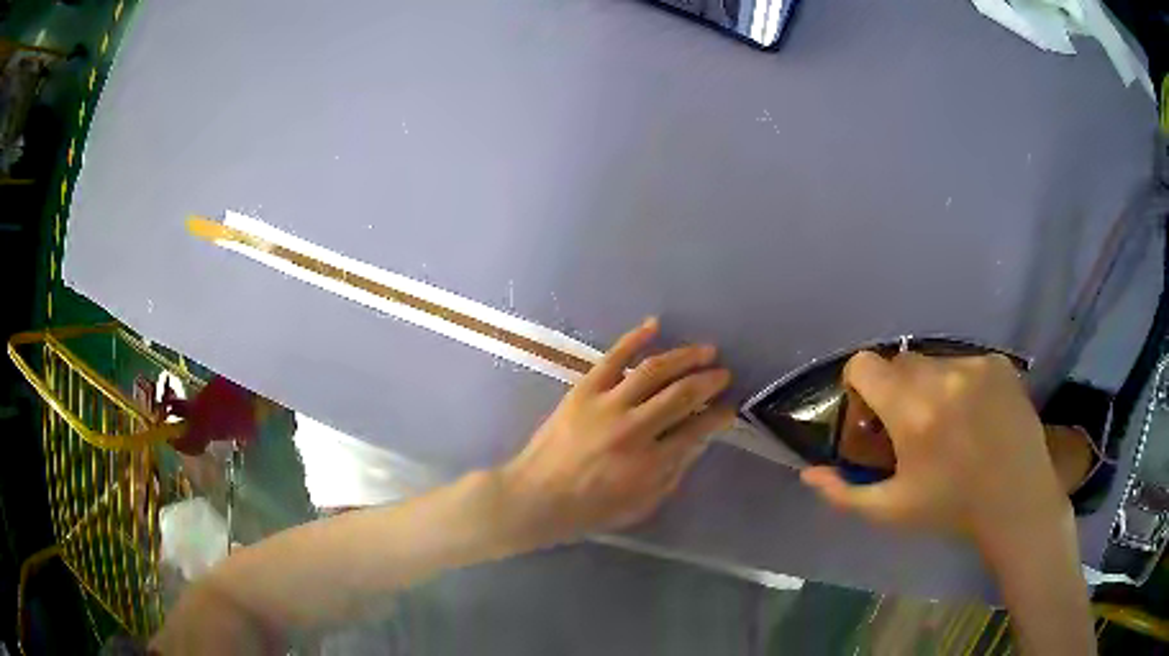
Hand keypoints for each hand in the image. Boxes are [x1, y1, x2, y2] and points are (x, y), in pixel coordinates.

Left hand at [501, 317, 733, 546]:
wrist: (536, 496)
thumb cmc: (590, 509)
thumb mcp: (641, 505)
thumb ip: (672, 474)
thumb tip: (696, 443)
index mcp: (649, 463)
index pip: (697, 430)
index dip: (719, 416)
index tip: (730, 408)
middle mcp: (633, 429)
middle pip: (682, 395)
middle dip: (709, 382)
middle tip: (724, 374)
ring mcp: (607, 405)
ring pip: (654, 370)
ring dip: (685, 356)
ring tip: (706, 350)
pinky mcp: (583, 390)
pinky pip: (613, 357)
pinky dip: (634, 338)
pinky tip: (654, 326)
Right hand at [800, 351, 1070, 549]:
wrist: (1016, 501)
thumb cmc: (951, 508)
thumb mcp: (892, 510)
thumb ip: (844, 493)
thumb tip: (809, 474)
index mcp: (911, 412)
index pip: (865, 364)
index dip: (860, 385)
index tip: (872, 413)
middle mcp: (942, 377)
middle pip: (900, 361)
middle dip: (897, 388)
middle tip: (912, 423)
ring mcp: (975, 365)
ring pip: (935, 361)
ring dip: (932, 385)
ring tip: (950, 421)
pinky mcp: (999, 363)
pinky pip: (966, 362)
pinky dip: (963, 382)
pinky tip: (978, 414)